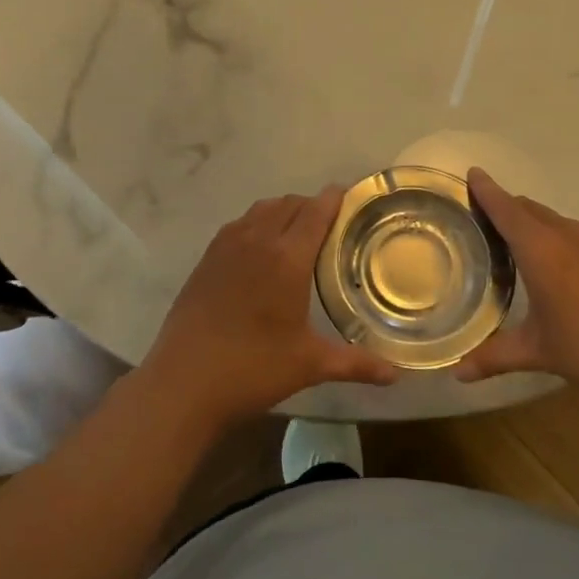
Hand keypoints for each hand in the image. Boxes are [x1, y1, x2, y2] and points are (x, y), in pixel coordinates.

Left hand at [138, 188, 399, 430]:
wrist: (183, 382)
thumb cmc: (253, 369)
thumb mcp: (309, 364)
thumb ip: (355, 364)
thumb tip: (395, 375)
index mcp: (287, 257)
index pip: (316, 211)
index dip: (335, 198)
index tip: (351, 196)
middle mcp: (257, 240)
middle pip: (290, 203)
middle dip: (312, 205)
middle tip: (331, 225)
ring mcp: (227, 245)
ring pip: (262, 209)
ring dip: (284, 211)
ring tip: (298, 233)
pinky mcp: (207, 257)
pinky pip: (239, 224)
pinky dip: (258, 223)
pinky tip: (261, 249)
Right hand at [454, 168, 578, 396]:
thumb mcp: (540, 352)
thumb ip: (495, 357)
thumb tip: (456, 373)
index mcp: (540, 249)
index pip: (505, 209)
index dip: (486, 191)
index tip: (471, 173)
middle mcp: (565, 236)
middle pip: (528, 208)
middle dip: (503, 205)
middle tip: (478, 216)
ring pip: (551, 220)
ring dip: (529, 221)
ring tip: (509, 239)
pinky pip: (571, 233)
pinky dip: (551, 235)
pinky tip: (552, 264)